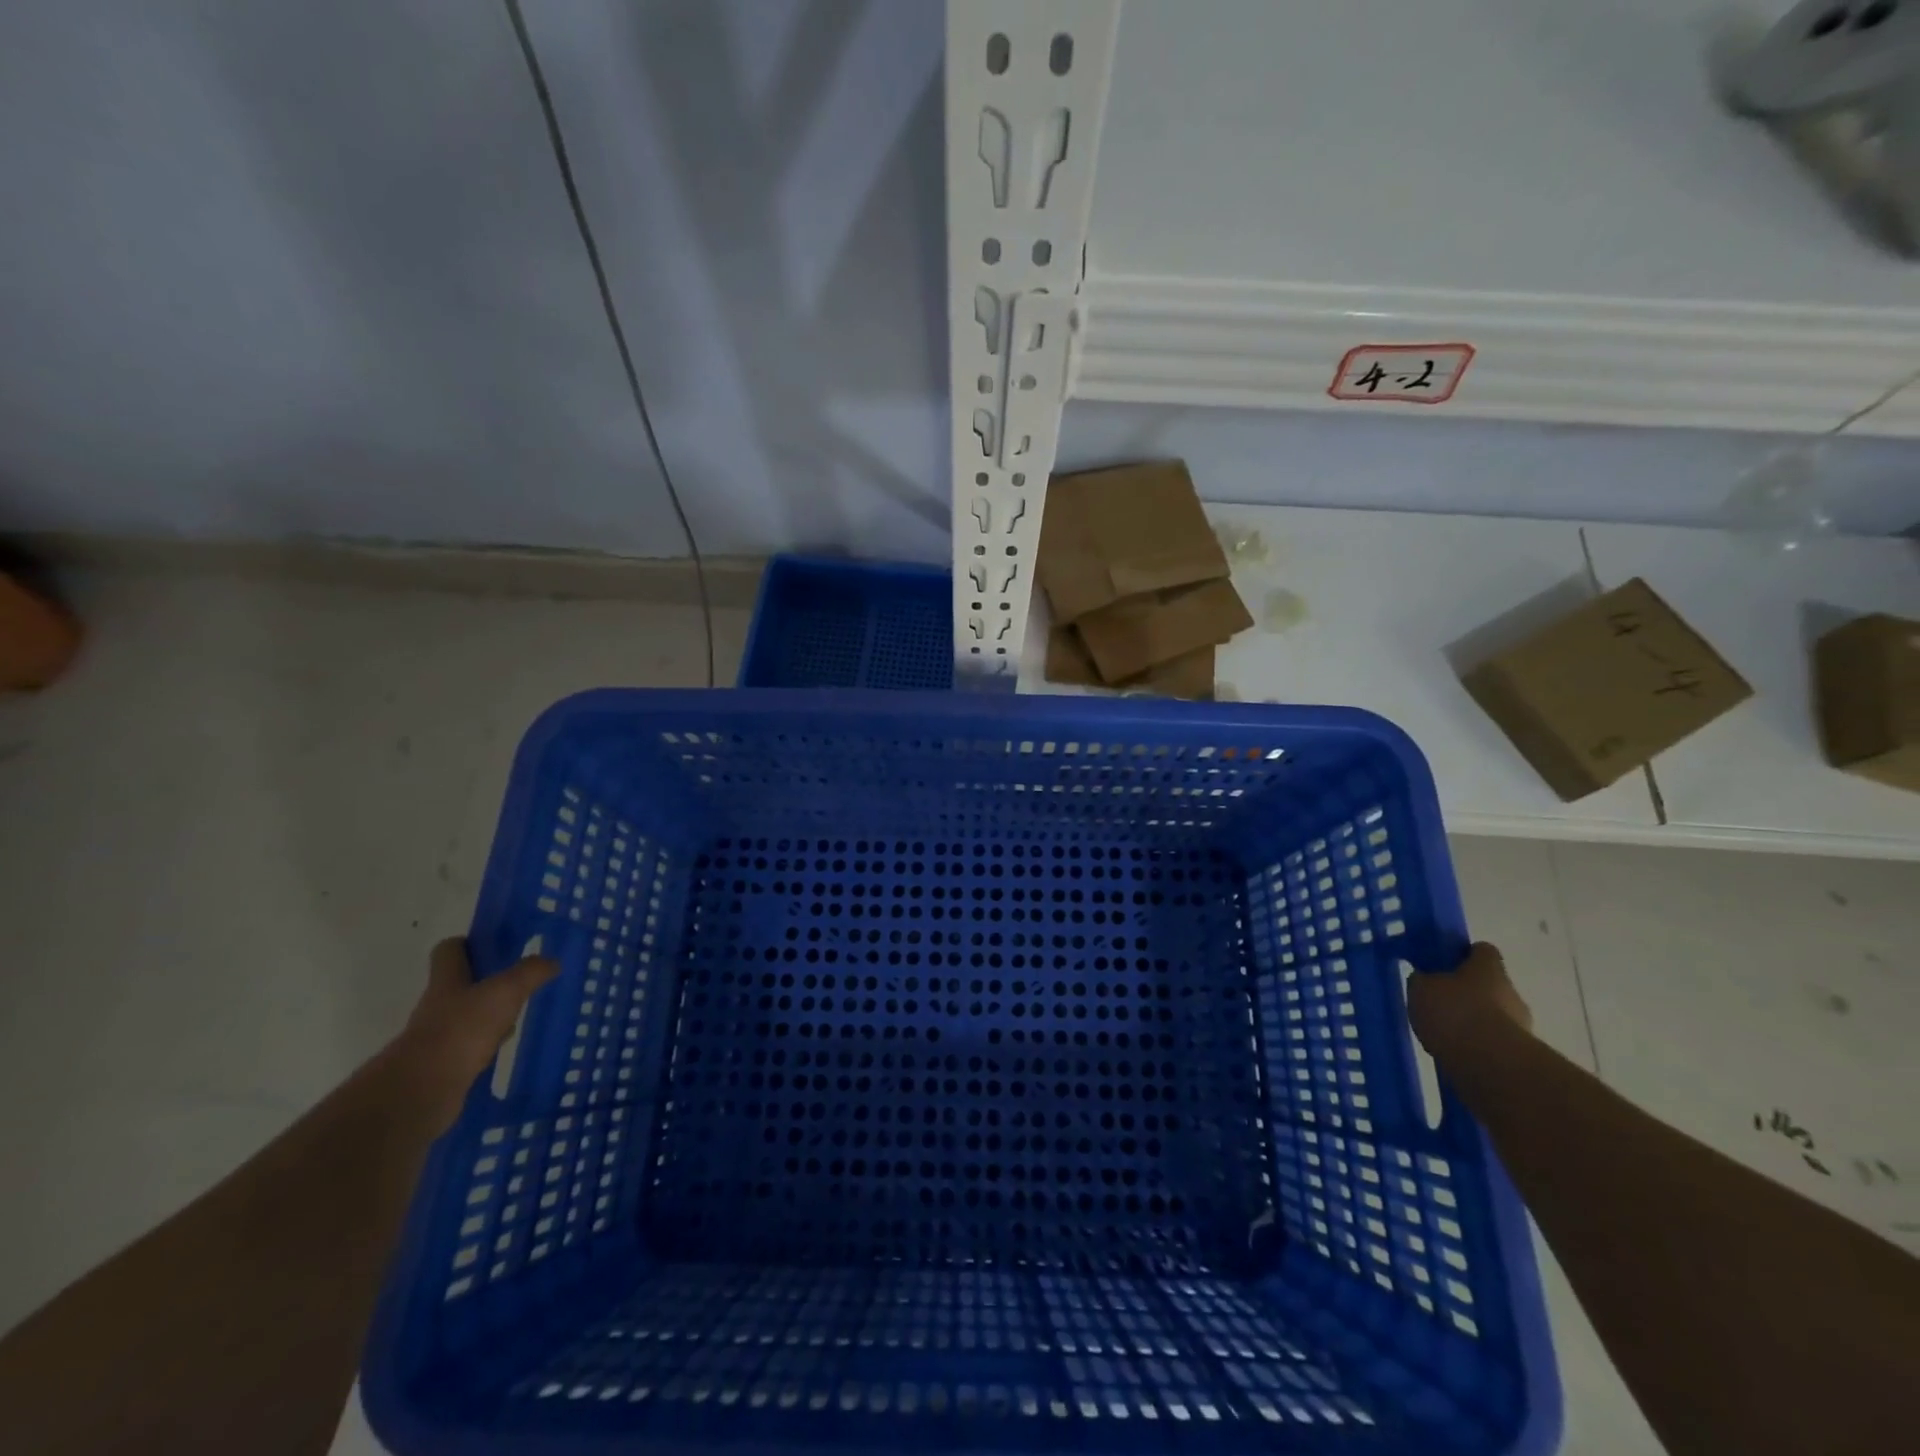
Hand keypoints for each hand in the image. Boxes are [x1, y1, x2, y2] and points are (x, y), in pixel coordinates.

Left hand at [392, 938, 559, 1131]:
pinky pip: (468, 1047)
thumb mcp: (505, 992)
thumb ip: (530, 973)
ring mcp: (437, 1037)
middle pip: (459, 984)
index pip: (448, 951)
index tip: (494, 944)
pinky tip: (504, 1046)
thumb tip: (552, 962)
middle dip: (486, 980)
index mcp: (447, 981)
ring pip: (466, 1016)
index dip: (468, 944)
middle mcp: (437, 1005)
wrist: (423, 1090)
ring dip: (488, 1014)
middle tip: (518, 979)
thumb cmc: (462, 1029)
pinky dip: (485, 1044)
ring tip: (519, 1013)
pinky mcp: (442, 1066)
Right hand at [1406, 941, 1531, 1061]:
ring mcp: (1520, 1025)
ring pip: (1493, 1015)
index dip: (1464, 954)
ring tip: (1444, 1032)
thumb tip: (1426, 980)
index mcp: (1488, 968)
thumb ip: (1423, 980)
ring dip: (1473, 1021)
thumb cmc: (1454, 1013)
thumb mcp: (1420, 988)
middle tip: (1439, 1001)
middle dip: (1467, 992)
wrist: (1490, 1065)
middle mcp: (1510, 992)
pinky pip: (1493, 1042)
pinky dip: (1477, 1045)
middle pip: (1489, 984)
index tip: (1443, 962)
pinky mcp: (1520, 1055)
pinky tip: (1454, 1052)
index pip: (1482, 950)